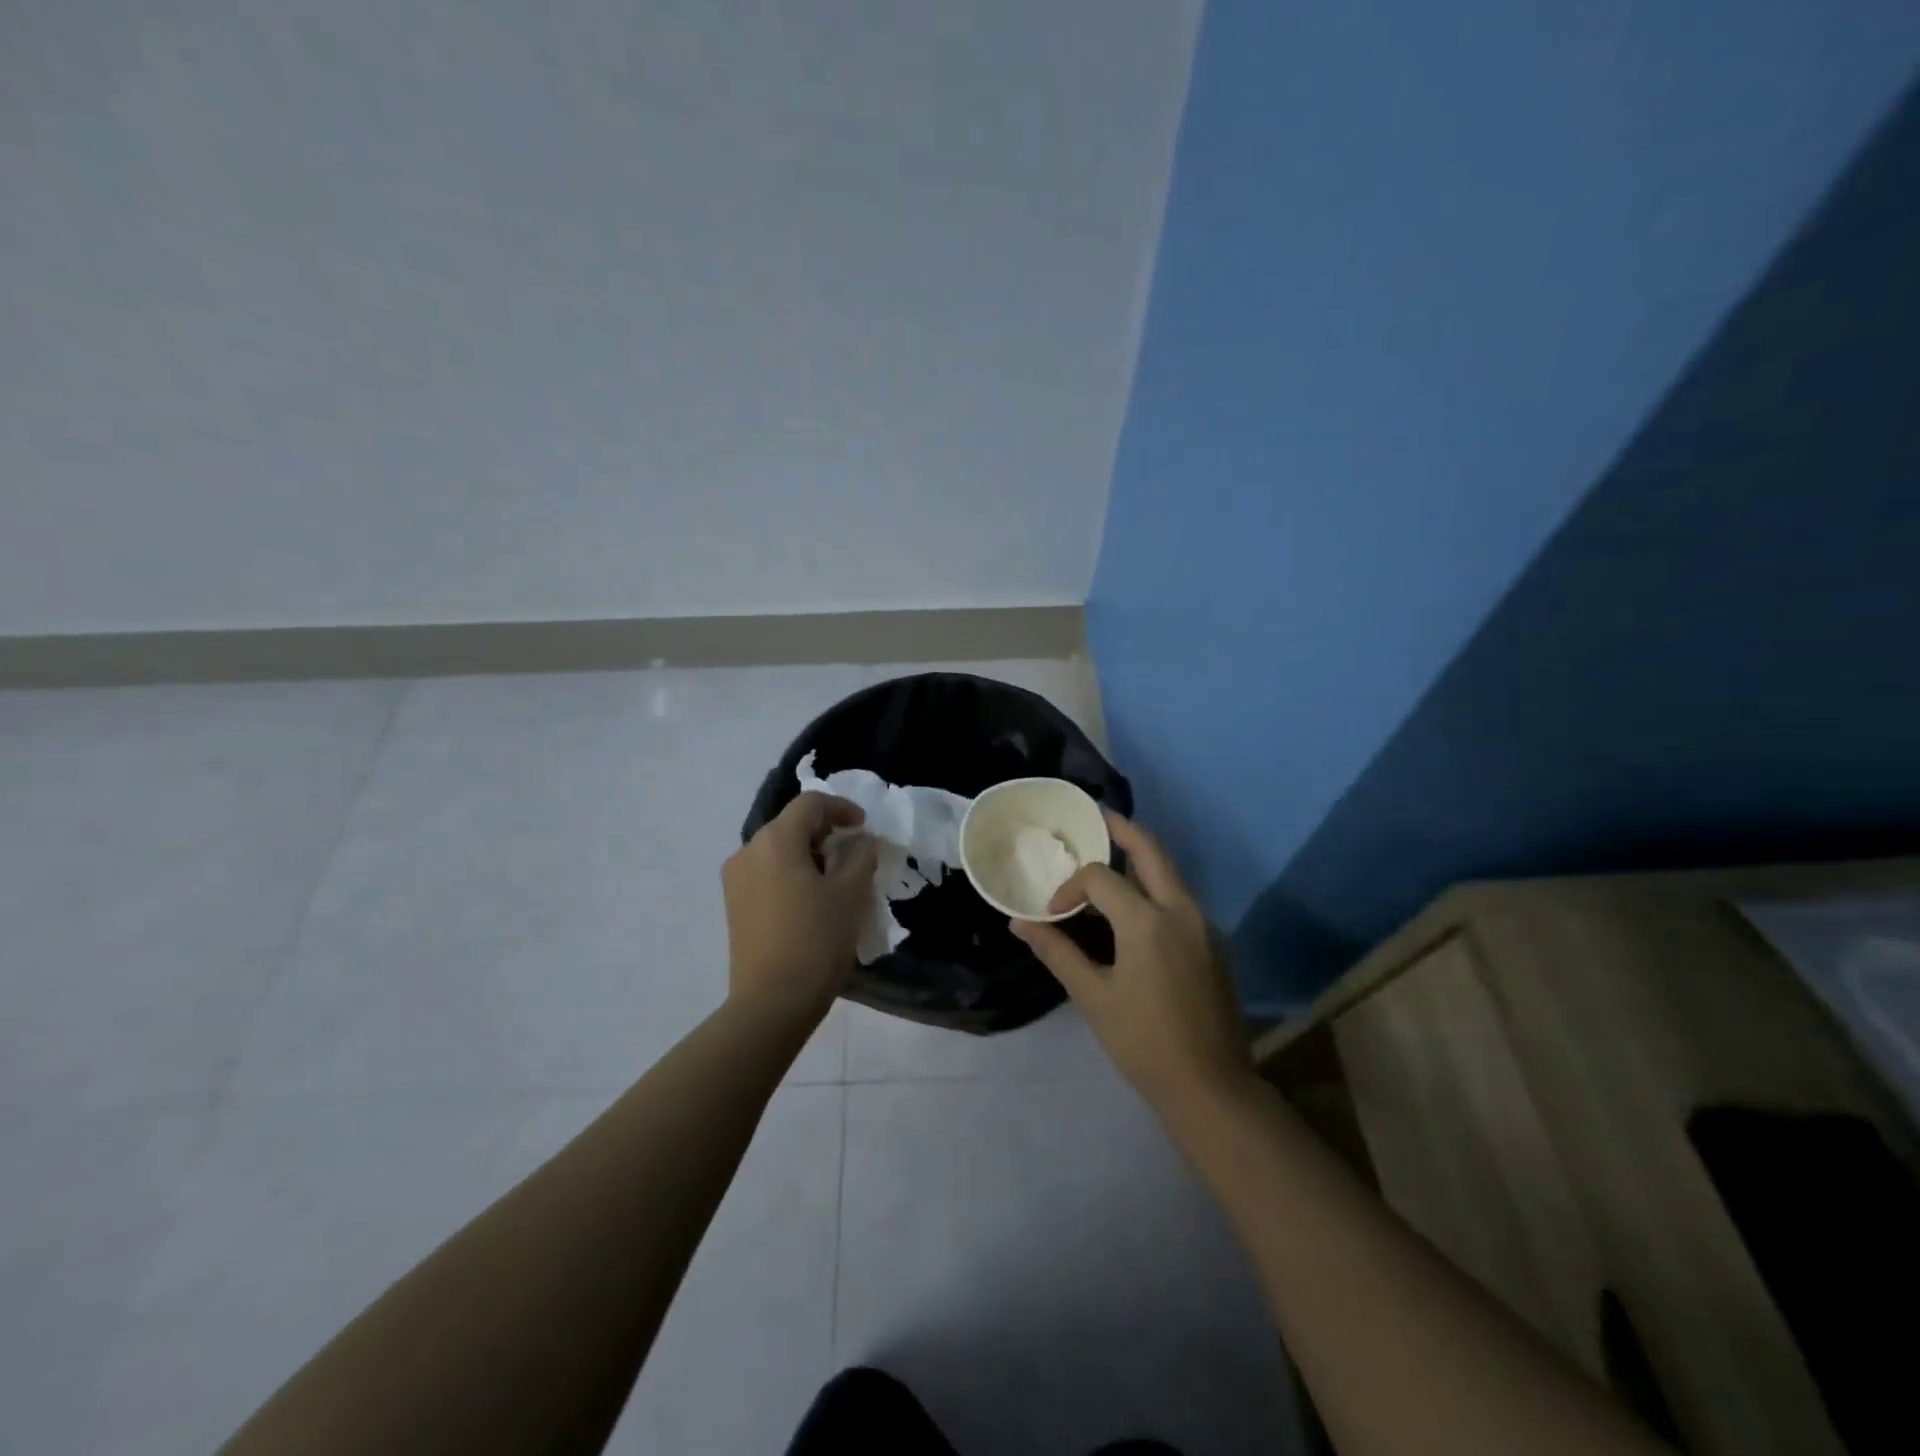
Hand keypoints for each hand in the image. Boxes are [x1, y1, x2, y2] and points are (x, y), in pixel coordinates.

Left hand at [722, 792, 877, 1025]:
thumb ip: (861, 855)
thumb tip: (861, 839)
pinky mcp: (733, 905)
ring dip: (808, 853)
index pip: (810, 804)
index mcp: (775, 840)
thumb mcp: (851, 893)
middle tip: (854, 853)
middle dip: (825, 832)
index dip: (842, 808)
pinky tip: (811, 900)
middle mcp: (748, 851)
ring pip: (778, 849)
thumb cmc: (816, 940)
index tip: (865, 828)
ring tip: (835, 879)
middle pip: (791, 824)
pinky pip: (766, 872)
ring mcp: (735, 879)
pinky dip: (791, 873)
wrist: (771, 1002)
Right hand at [1012, 812, 1250, 1110]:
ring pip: (1170, 872)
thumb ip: (1056, 951)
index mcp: (1147, 921)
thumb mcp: (1093, 995)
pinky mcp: (1213, 942)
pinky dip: (1154, 885)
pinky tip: (1135, 902)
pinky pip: (1180, 897)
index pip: (1099, 878)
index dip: (1069, 887)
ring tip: (1110, 852)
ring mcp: (1203, 925)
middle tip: (1097, 816)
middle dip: (1122, 829)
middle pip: (1151, 850)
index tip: (1051, 913)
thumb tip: (1020, 922)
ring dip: (1141, 857)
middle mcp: (1181, 910)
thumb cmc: (1143, 1041)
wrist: (1211, 1086)